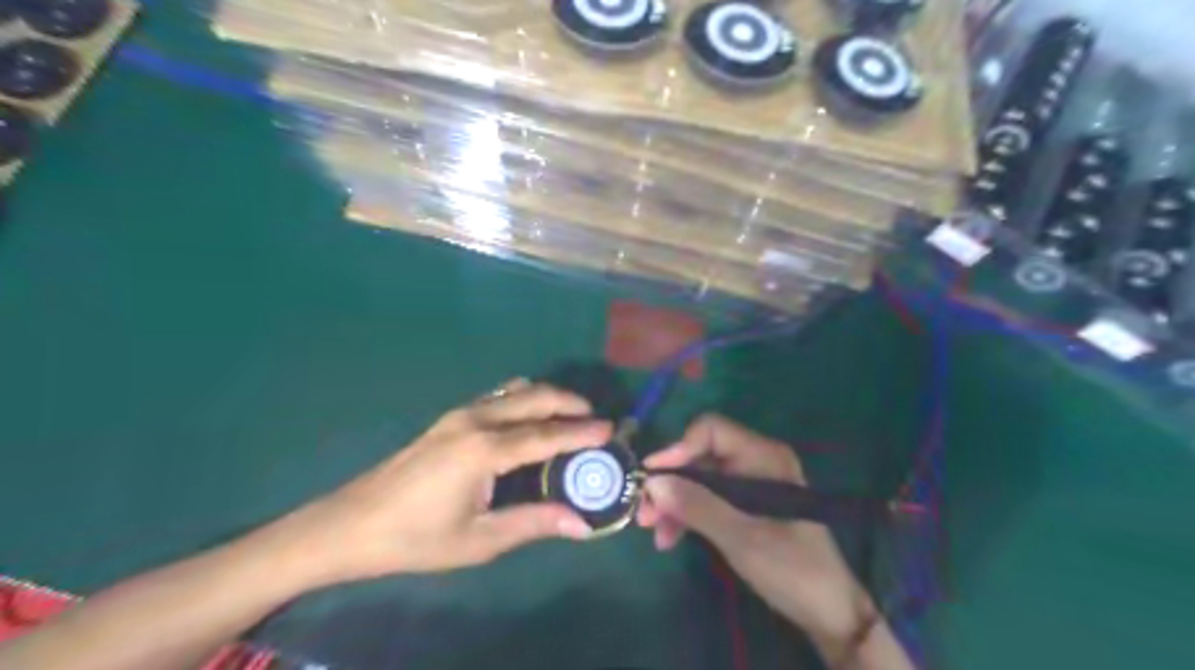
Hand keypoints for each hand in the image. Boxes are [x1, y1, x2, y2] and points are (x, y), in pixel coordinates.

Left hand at [275, 380, 609, 587]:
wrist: (352, 524)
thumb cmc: (417, 538)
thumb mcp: (479, 539)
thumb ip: (534, 524)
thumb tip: (581, 523)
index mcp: (485, 450)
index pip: (546, 434)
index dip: (581, 432)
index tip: (611, 429)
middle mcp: (476, 420)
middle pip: (534, 397)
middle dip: (569, 402)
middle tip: (595, 417)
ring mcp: (460, 414)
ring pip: (515, 390)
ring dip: (546, 397)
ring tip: (569, 415)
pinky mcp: (450, 418)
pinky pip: (498, 396)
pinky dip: (524, 398)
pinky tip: (530, 418)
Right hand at [639, 413, 873, 652]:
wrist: (827, 610)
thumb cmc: (791, 567)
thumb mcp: (740, 537)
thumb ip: (697, 506)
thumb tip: (652, 483)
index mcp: (763, 456)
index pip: (711, 430)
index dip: (678, 449)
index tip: (651, 477)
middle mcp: (755, 461)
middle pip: (700, 456)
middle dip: (671, 482)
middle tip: (644, 513)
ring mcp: (750, 483)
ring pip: (699, 479)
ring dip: (674, 501)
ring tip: (655, 532)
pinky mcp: (744, 504)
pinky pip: (707, 498)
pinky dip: (688, 513)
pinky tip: (671, 537)